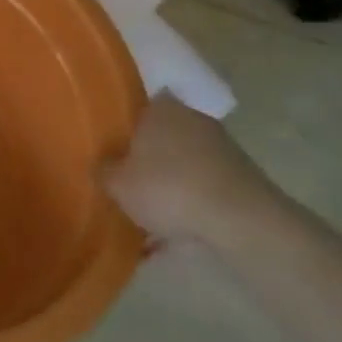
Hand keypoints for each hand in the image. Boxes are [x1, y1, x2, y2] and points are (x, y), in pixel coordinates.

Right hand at [101, 95, 277, 244]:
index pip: (136, 106)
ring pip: (182, 164)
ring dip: (168, 186)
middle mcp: (191, 118)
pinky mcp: (241, 177)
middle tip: (126, 183)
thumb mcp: (118, 184)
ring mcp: (221, 147)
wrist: (241, 220)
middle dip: (145, 160)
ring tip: (148, 218)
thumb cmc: (169, 188)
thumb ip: (103, 170)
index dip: (122, 125)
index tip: (111, 146)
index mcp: (161, 108)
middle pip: (160, 137)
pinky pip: (202, 188)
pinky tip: (174, 236)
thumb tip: (101, 165)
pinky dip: (190, 206)